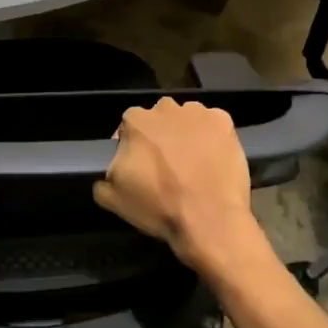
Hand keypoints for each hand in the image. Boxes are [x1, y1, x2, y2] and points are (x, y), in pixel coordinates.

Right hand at [93, 97, 264, 273]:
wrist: (210, 219)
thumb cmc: (159, 206)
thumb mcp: (113, 198)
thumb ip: (103, 177)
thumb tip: (110, 172)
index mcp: (135, 121)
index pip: (128, 126)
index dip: (132, 145)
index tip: (139, 165)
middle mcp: (165, 108)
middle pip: (158, 118)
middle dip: (160, 135)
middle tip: (166, 164)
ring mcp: (197, 113)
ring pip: (186, 118)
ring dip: (186, 133)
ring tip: (192, 162)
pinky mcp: (224, 122)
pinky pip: (213, 124)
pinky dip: (212, 136)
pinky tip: (213, 158)